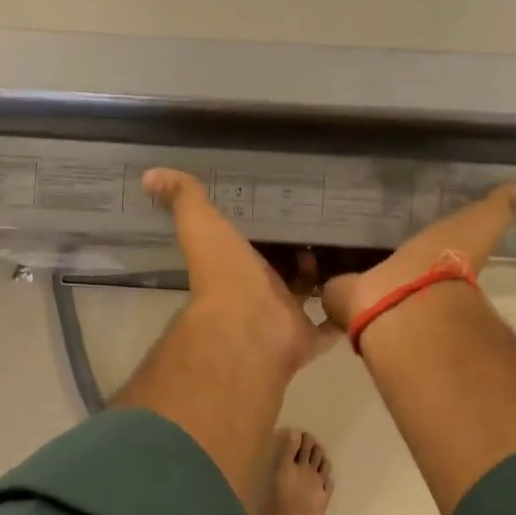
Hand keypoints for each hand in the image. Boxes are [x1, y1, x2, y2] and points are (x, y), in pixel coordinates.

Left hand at [143, 168, 339, 375]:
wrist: (247, 327)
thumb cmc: (224, 273)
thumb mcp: (201, 224)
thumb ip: (183, 198)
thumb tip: (149, 175)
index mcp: (235, 267)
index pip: (250, 246)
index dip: (264, 231)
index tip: (287, 209)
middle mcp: (258, 293)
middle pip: (280, 273)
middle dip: (298, 255)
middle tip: (327, 229)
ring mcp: (283, 318)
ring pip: (307, 298)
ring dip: (323, 281)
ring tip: (351, 253)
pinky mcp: (306, 339)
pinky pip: (330, 328)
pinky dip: (345, 315)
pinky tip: (366, 293)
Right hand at [321, 182, 515, 334]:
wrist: (405, 303)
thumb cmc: (443, 263)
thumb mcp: (479, 225)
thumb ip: (501, 208)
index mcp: (436, 263)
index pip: (428, 247)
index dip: (419, 240)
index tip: (401, 220)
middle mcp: (404, 281)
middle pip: (389, 260)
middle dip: (376, 249)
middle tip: (356, 224)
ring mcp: (370, 293)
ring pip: (357, 271)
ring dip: (347, 260)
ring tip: (326, 232)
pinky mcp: (340, 298)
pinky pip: (329, 280)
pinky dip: (321, 268)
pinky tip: (309, 248)